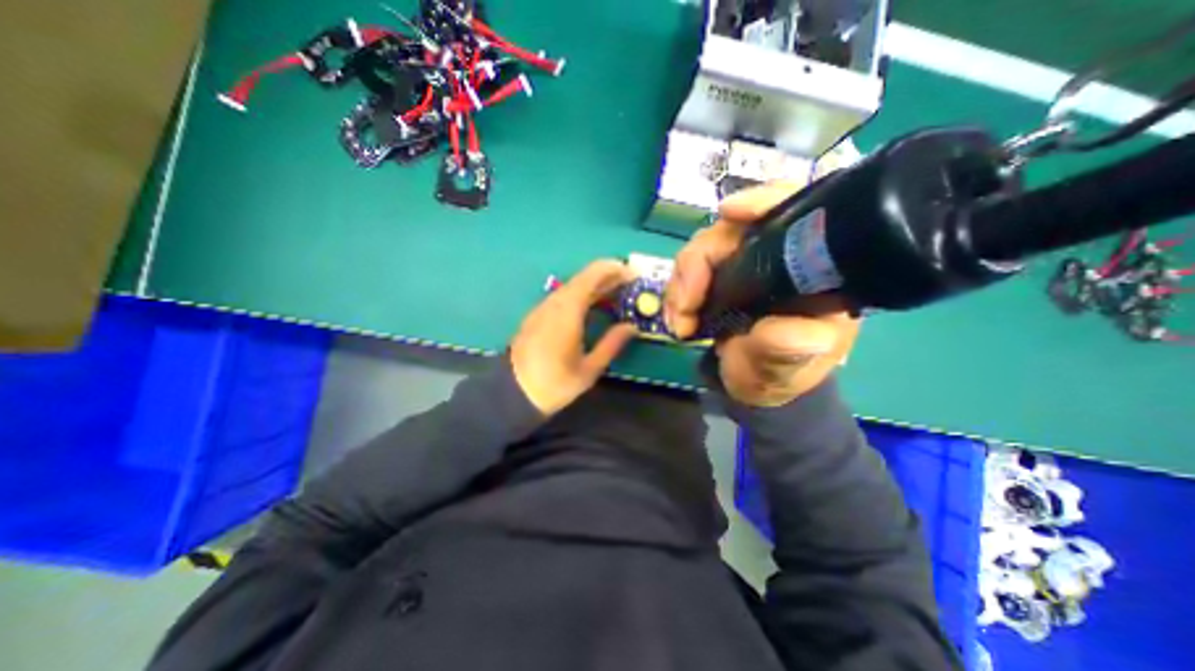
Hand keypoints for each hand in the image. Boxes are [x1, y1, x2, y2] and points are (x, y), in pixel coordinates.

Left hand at [514, 259, 643, 415]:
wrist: (513, 391)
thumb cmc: (554, 383)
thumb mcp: (589, 369)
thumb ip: (612, 343)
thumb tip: (632, 327)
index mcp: (568, 311)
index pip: (592, 276)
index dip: (614, 270)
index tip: (633, 275)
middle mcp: (555, 302)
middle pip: (584, 277)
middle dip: (609, 275)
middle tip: (630, 283)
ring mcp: (544, 307)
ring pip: (574, 285)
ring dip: (596, 284)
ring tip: (617, 293)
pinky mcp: (539, 314)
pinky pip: (565, 295)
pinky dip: (584, 293)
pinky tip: (594, 304)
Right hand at [664, 182, 858, 405]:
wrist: (754, 385)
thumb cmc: (782, 374)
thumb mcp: (792, 368)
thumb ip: (791, 350)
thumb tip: (789, 331)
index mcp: (812, 268)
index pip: (798, 212)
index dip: (764, 201)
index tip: (729, 213)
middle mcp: (776, 256)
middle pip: (730, 230)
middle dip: (697, 262)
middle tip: (685, 305)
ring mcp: (742, 265)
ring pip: (701, 250)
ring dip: (680, 283)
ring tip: (678, 321)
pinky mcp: (717, 278)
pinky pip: (688, 271)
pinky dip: (676, 291)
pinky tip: (676, 317)